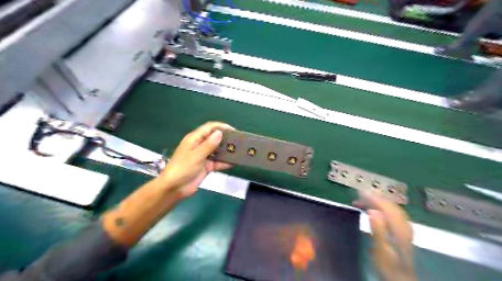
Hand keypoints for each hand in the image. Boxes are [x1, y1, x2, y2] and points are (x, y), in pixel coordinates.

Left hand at [160, 122, 233, 198]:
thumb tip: (219, 133)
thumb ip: (209, 144)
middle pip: (215, 138)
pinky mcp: (207, 166)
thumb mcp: (196, 155)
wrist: (174, 188)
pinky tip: (235, 162)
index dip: (221, 127)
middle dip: (226, 138)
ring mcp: (204, 156)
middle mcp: (200, 146)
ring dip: (227, 150)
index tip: (233, 130)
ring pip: (218, 150)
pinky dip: (225, 162)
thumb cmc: (183, 168)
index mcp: (194, 139)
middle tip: (239, 141)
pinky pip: (218, 162)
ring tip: (240, 150)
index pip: (209, 128)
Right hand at [355, 190, 417, 280]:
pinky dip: (382, 208)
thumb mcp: (380, 249)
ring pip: (392, 208)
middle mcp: (404, 225)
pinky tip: (374, 210)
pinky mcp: (402, 231)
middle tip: (359, 195)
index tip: (359, 192)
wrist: (400, 279)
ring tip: (362, 201)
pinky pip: (392, 213)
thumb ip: (378, 230)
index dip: (373, 197)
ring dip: (377, 202)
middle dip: (374, 197)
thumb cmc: (387, 265)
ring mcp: (404, 228)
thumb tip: (373, 210)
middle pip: (390, 205)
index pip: (386, 206)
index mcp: (399, 229)